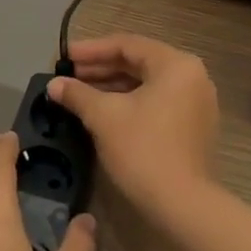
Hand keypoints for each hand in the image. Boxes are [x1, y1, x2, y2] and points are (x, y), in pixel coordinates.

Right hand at [48, 34, 220, 223]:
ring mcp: (196, 102)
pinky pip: (157, 102)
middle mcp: (192, 76)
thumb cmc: (143, 150)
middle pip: (139, 63)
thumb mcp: (104, 117)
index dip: (91, 50)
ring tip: (79, 94)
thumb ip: (77, 94)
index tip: (63, 57)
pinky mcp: (193, 127)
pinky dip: (130, 103)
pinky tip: (102, 112)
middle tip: (68, 75)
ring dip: (112, 87)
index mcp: (176, 64)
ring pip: (147, 84)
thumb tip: (54, 84)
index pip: (127, 45)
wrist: (182, 206)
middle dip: (100, 69)